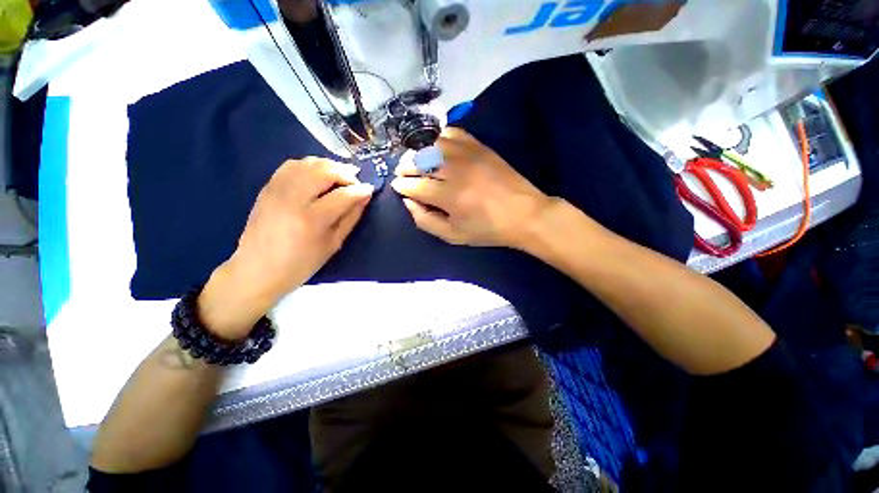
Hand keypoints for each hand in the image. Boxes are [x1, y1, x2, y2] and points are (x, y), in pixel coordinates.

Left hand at [198, 158, 373, 339]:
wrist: (257, 269)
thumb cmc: (301, 263)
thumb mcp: (333, 244)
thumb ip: (351, 217)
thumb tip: (364, 196)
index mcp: (312, 219)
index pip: (343, 195)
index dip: (360, 190)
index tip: (370, 189)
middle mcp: (293, 198)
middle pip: (325, 171)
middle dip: (345, 173)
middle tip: (355, 182)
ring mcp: (277, 189)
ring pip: (308, 163)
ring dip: (329, 166)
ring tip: (340, 177)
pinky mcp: (268, 187)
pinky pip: (292, 164)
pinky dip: (310, 165)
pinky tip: (318, 175)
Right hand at [391, 127, 551, 248]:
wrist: (524, 213)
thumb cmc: (487, 229)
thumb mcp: (453, 236)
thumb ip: (426, 220)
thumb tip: (408, 202)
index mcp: (448, 196)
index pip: (414, 186)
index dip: (401, 186)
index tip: (397, 186)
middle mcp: (454, 170)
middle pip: (418, 161)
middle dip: (404, 167)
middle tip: (402, 173)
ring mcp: (467, 154)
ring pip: (431, 144)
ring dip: (418, 152)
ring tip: (416, 160)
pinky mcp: (479, 146)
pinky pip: (452, 133)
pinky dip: (439, 137)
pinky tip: (436, 147)